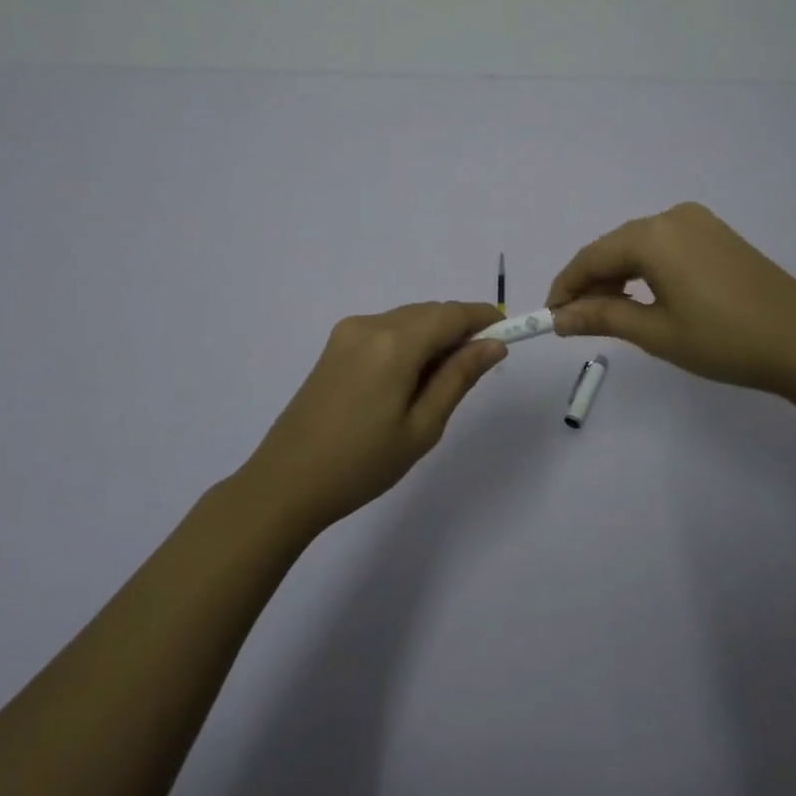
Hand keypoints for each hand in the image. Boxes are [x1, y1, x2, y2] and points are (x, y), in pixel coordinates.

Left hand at [242, 302, 507, 531]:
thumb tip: (493, 345)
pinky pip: (385, 330)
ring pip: (407, 319)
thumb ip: (459, 377)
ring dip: (433, 336)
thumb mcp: (422, 426)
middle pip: (429, 313)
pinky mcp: (334, 346)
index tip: (509, 331)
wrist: (286, 483)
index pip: (451, 314)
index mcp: (394, 343)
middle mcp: (370, 324)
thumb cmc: (362, 463)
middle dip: (459, 329)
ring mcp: (348, 333)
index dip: (483, 317)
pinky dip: (408, 342)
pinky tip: (410, 378)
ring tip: (443, 380)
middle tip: (479, 365)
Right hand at [546, 202, 795, 398]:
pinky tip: (645, 297)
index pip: (591, 257)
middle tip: (579, 323)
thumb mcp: (656, 333)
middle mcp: (672, 217)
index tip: (550, 318)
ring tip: (611, 315)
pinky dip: (646, 269)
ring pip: (639, 246)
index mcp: (653, 236)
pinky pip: (665, 245)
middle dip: (592, 283)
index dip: (565, 287)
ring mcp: (698, 222)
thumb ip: (602, 318)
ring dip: (618, 277)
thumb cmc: (724, 340)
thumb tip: (560, 318)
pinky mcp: (716, 233)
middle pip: (614, 248)